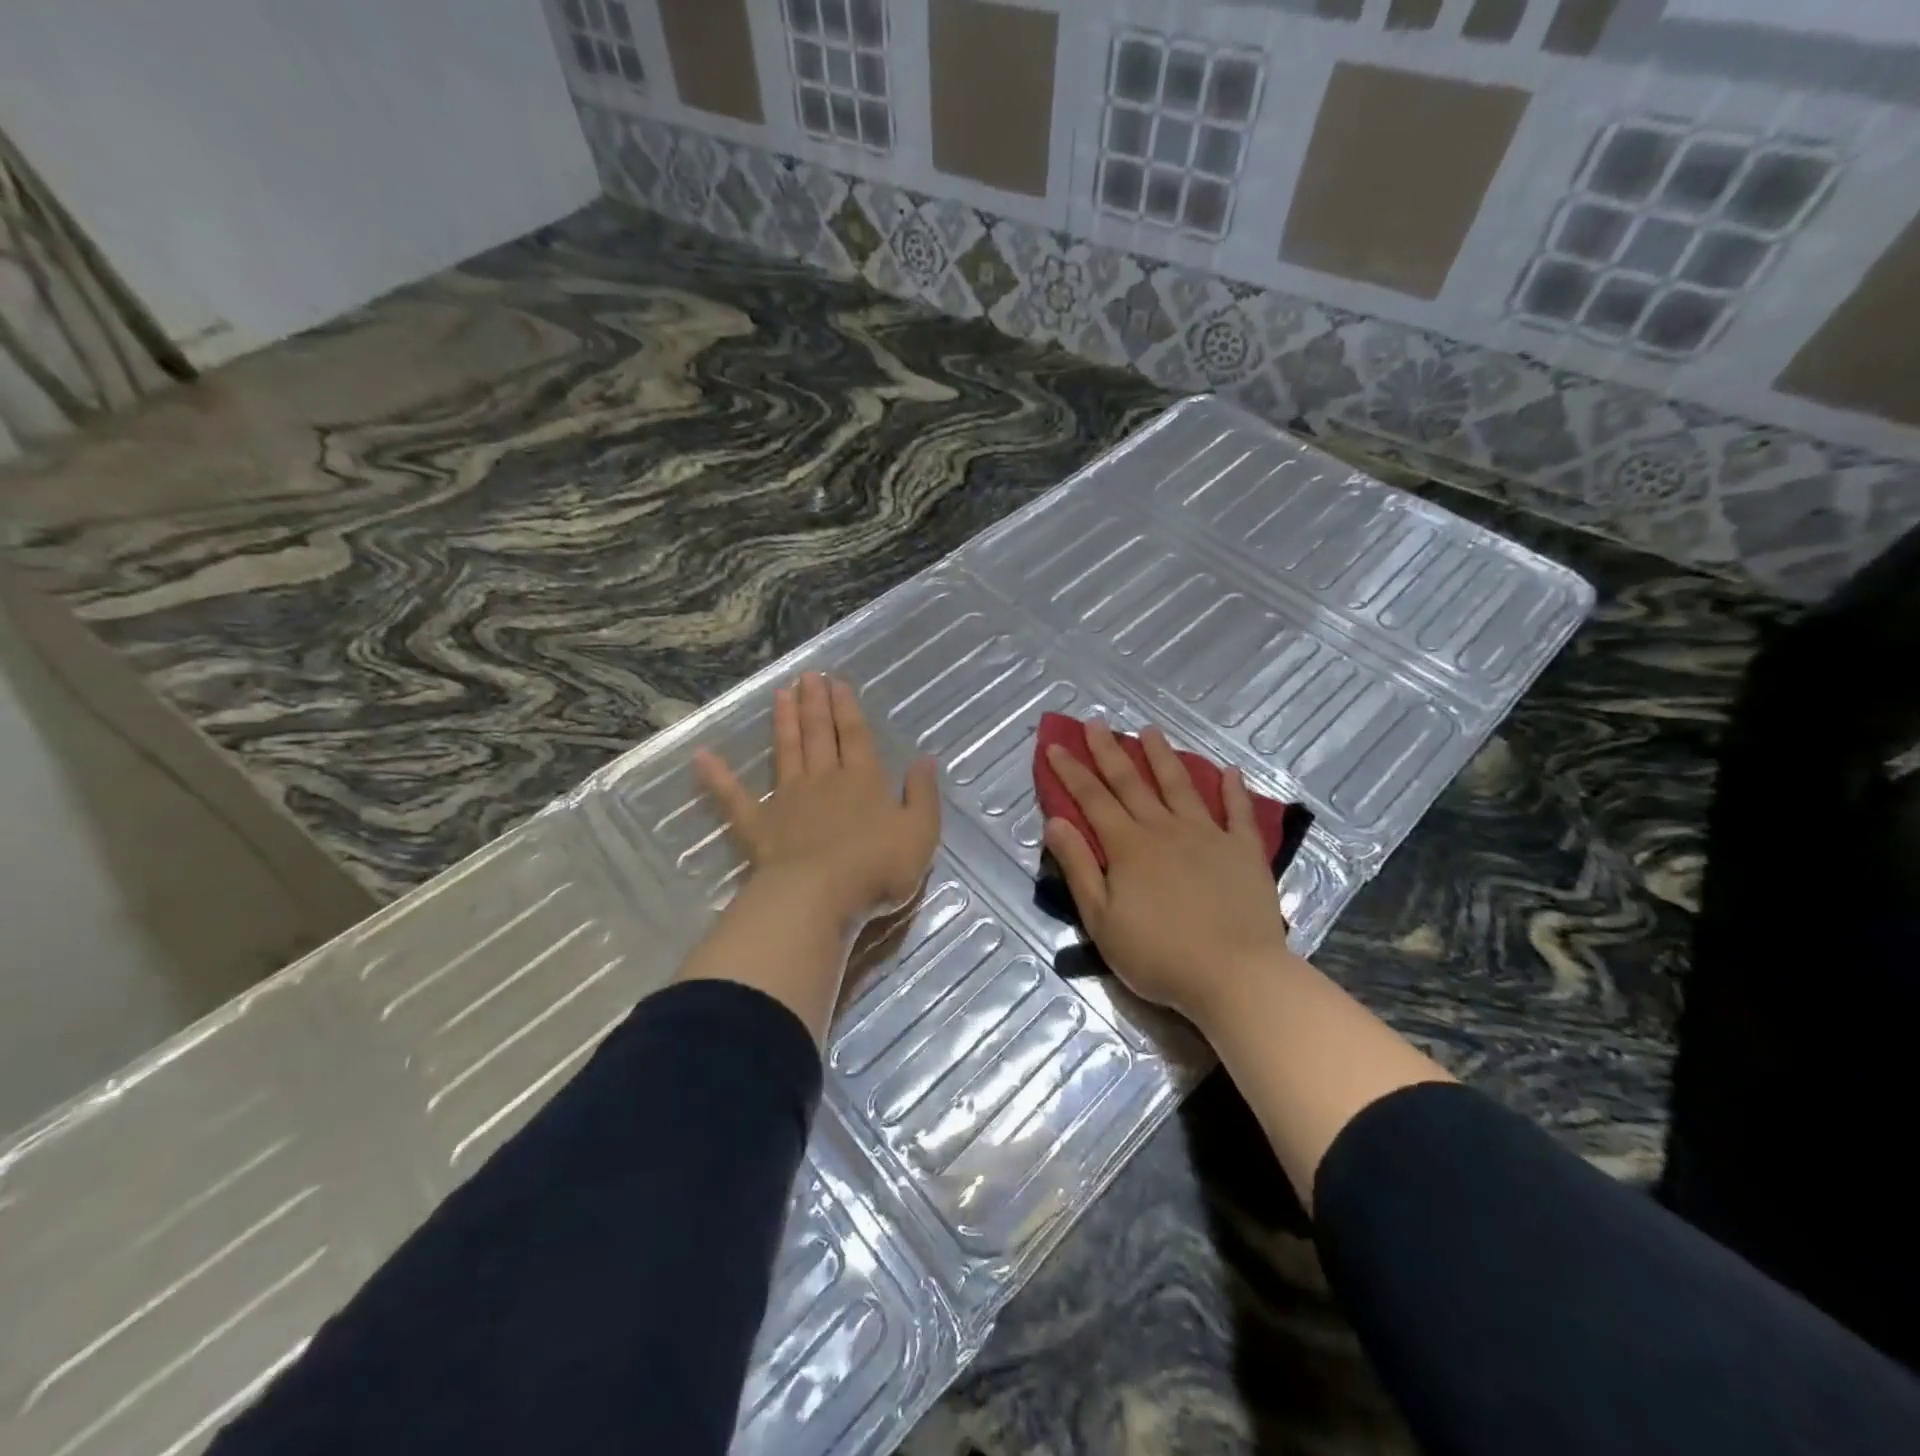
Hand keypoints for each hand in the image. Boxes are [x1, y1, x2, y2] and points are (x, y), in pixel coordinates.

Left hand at [695, 672, 939, 933]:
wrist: (821, 895)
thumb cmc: (877, 866)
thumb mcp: (920, 833)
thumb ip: (923, 795)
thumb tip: (924, 760)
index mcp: (864, 780)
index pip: (855, 735)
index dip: (846, 708)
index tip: (836, 682)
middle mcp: (824, 780)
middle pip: (818, 734)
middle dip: (814, 704)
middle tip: (807, 676)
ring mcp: (787, 800)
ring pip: (785, 752)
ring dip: (783, 722)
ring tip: (781, 694)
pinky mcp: (759, 825)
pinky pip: (734, 797)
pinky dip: (718, 777)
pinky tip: (702, 757)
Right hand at [1043, 721, 1295, 1026]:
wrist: (1235, 975)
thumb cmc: (1159, 955)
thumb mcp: (1102, 920)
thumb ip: (1079, 867)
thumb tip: (1056, 822)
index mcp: (1128, 847)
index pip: (1092, 799)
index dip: (1071, 771)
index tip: (1055, 745)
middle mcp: (1165, 829)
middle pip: (1132, 782)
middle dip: (1110, 751)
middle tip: (1096, 722)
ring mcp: (1208, 835)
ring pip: (1180, 786)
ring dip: (1162, 756)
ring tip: (1150, 730)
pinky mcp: (1244, 850)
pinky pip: (1238, 812)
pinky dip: (1232, 789)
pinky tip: (1228, 770)